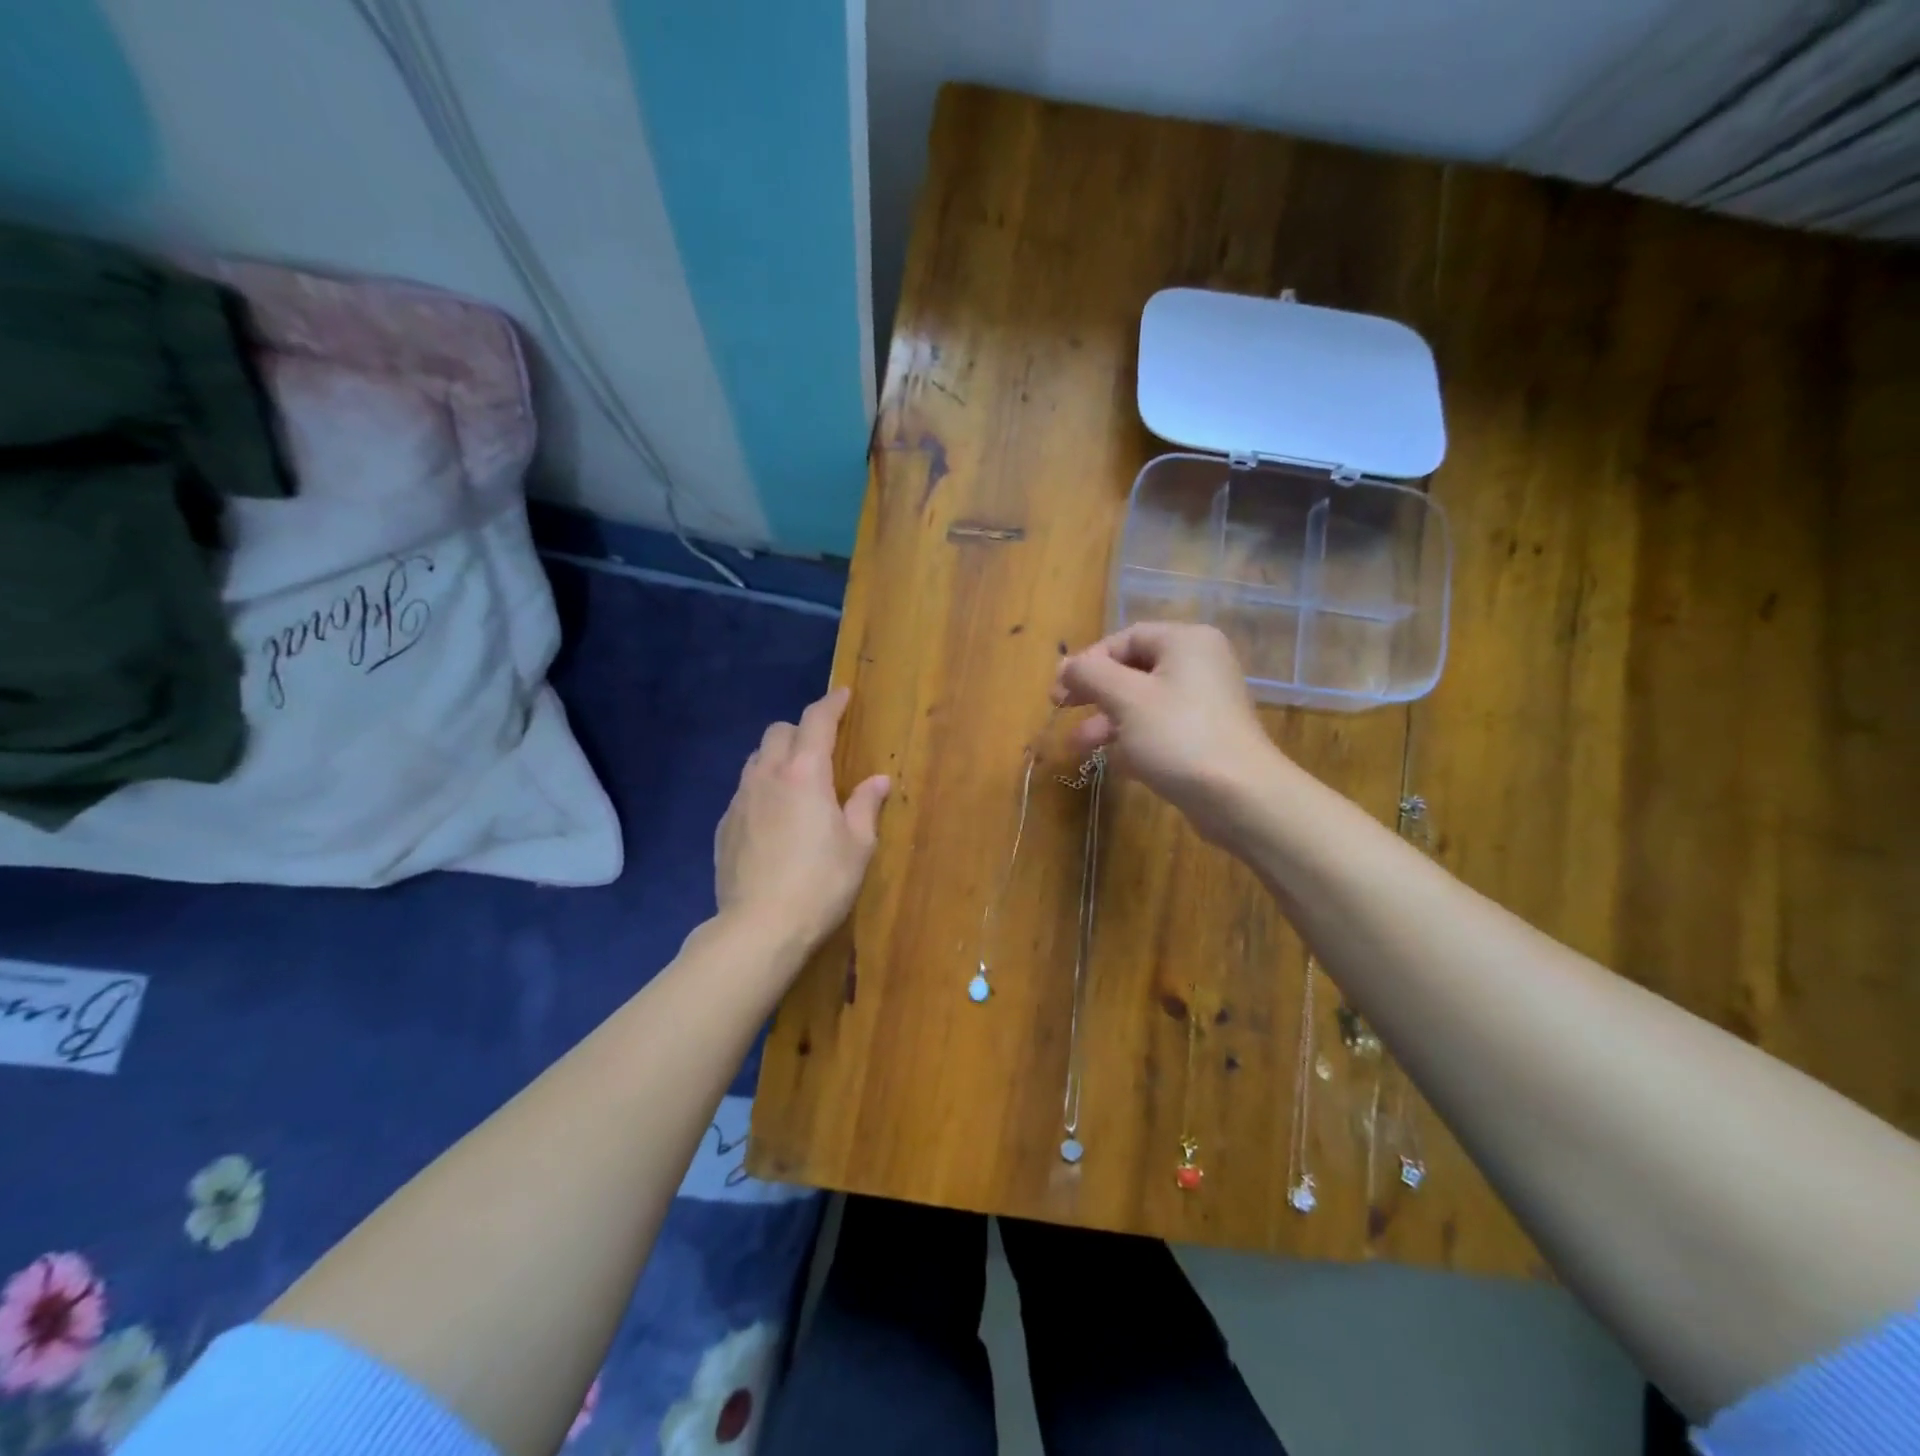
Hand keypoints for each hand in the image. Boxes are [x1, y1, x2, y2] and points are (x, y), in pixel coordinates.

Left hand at [715, 687, 890, 955]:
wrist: (760, 928)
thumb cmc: (821, 883)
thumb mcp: (858, 846)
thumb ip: (866, 805)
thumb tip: (878, 780)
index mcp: (804, 774)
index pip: (816, 721)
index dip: (831, 704)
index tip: (842, 695)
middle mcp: (767, 777)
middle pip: (777, 732)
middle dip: (800, 731)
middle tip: (821, 751)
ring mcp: (739, 801)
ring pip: (756, 760)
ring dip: (777, 759)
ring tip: (795, 785)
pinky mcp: (724, 827)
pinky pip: (743, 792)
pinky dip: (761, 791)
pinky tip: (773, 821)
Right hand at [1053, 622, 1281, 844]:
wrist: (1240, 797)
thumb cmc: (1178, 736)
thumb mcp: (1125, 698)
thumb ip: (1090, 674)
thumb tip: (1065, 664)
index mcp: (1185, 642)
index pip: (1125, 638)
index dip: (1088, 661)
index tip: (1059, 690)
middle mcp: (1199, 664)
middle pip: (1133, 669)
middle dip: (1094, 693)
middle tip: (1061, 709)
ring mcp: (1205, 703)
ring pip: (1143, 702)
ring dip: (1107, 721)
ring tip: (1078, 746)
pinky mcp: (1205, 737)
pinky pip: (1159, 728)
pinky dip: (1133, 739)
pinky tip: (1113, 762)